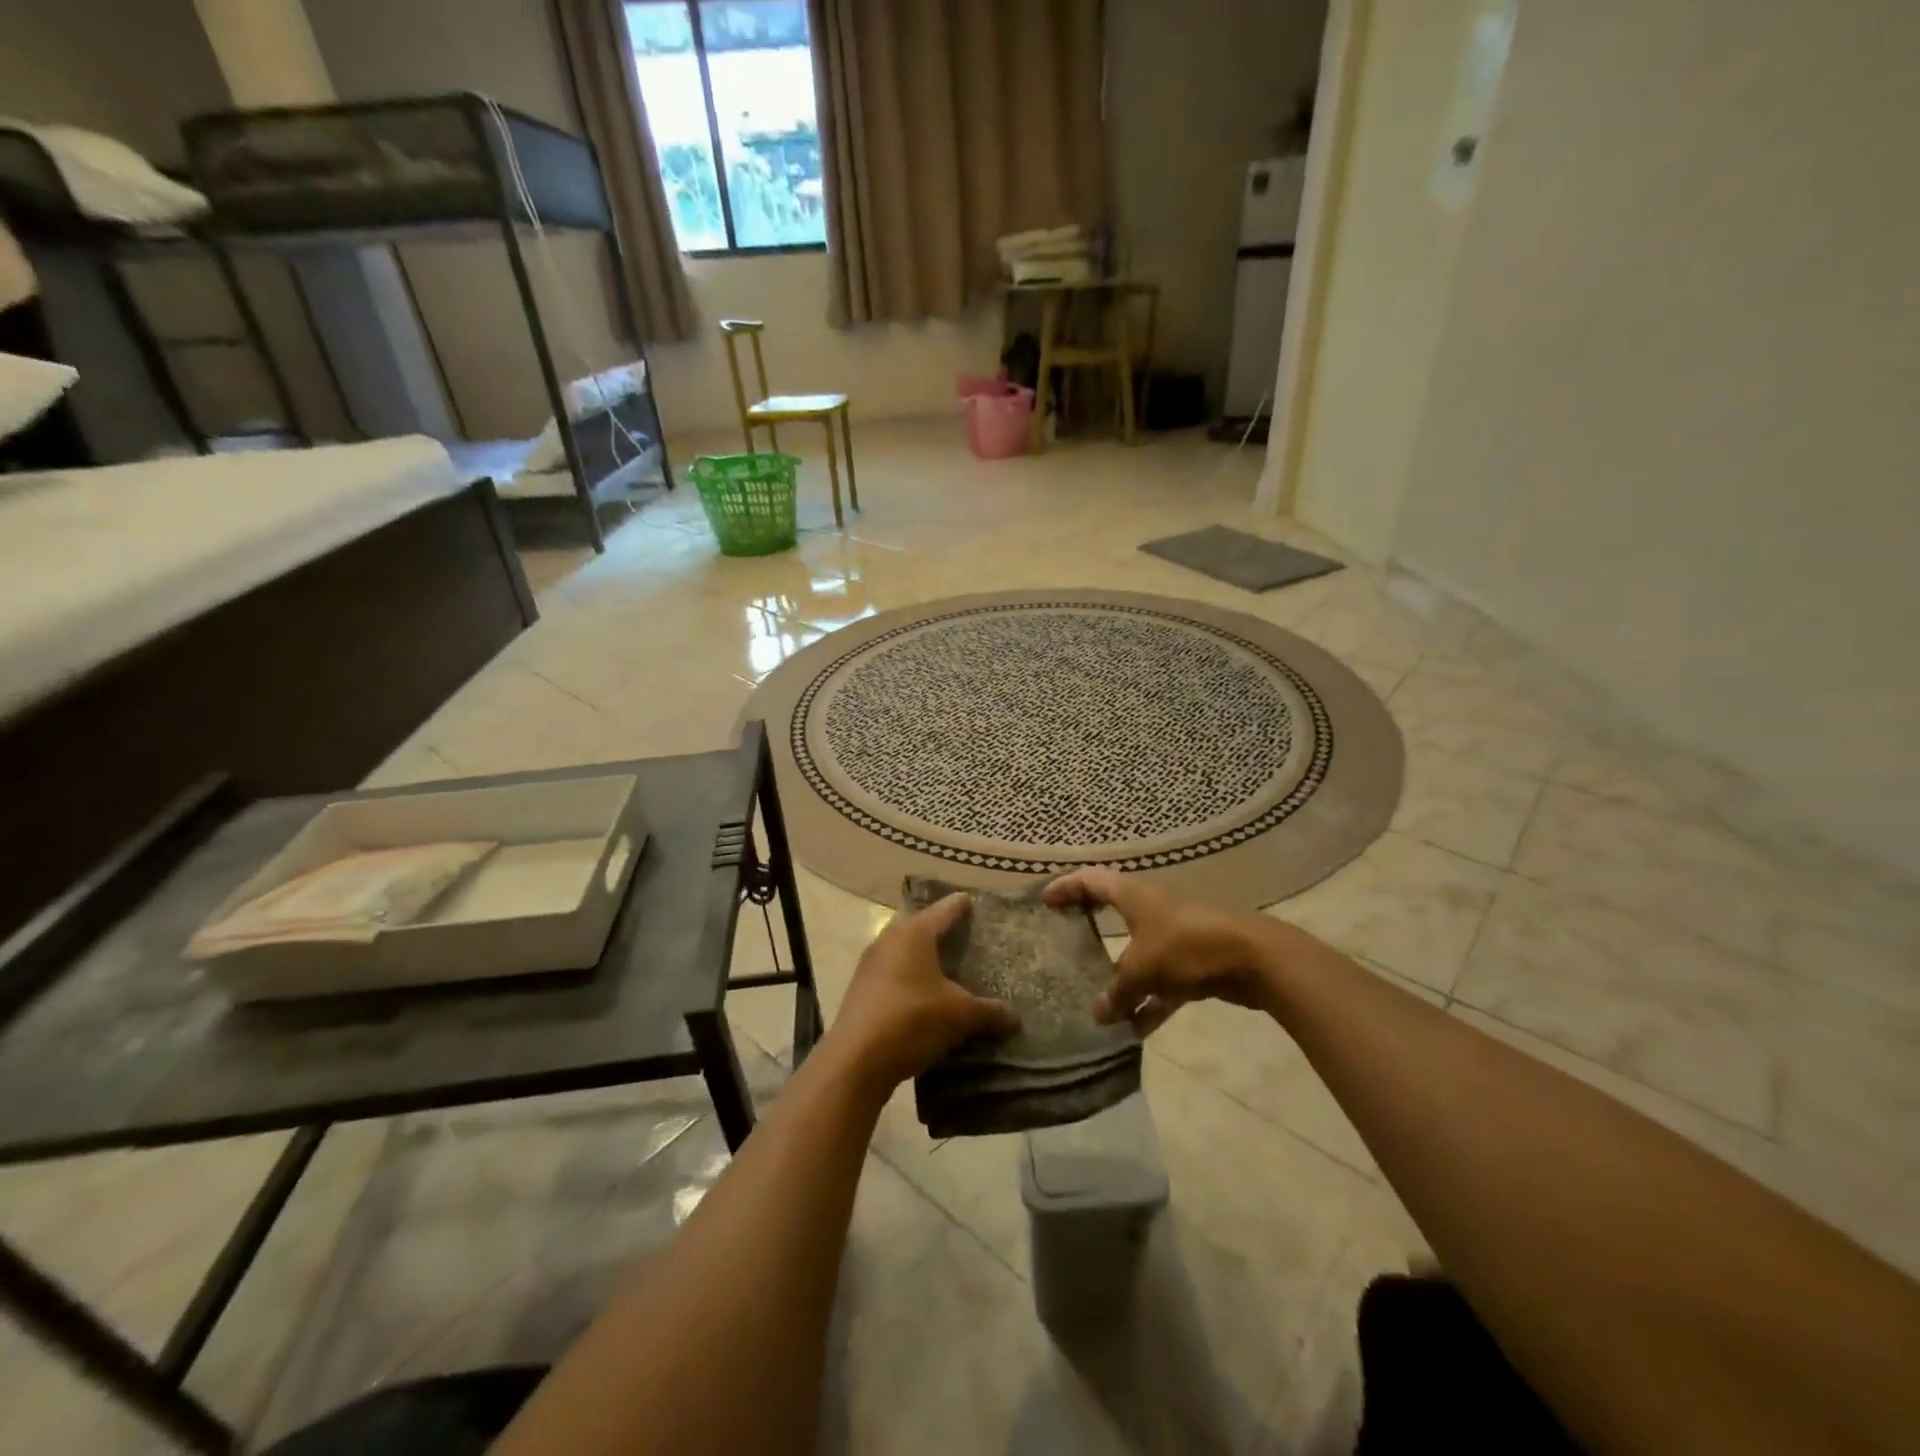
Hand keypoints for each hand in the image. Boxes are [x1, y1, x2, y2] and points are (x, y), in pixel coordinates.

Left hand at [827, 893, 1019, 1092]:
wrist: (855, 1061)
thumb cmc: (912, 1020)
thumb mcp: (960, 1016)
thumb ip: (989, 1012)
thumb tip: (1015, 1019)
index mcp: (914, 933)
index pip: (944, 910)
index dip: (960, 906)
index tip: (971, 901)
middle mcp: (889, 940)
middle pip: (917, 924)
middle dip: (936, 927)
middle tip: (960, 934)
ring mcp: (870, 965)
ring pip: (901, 949)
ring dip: (919, 954)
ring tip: (943, 965)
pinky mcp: (861, 990)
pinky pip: (891, 973)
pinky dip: (907, 976)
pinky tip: (922, 994)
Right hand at [1045, 868, 1291, 1033]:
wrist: (1256, 958)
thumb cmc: (1188, 946)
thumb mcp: (1142, 969)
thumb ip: (1117, 992)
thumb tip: (1098, 1014)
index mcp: (1134, 896)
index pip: (1091, 881)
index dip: (1066, 887)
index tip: (1045, 899)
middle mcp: (1153, 908)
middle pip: (1115, 911)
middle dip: (1091, 925)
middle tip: (1067, 938)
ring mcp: (1177, 934)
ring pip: (1140, 952)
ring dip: (1122, 976)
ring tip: (1098, 1002)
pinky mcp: (1197, 961)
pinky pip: (1165, 982)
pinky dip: (1151, 1002)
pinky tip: (1136, 1031)